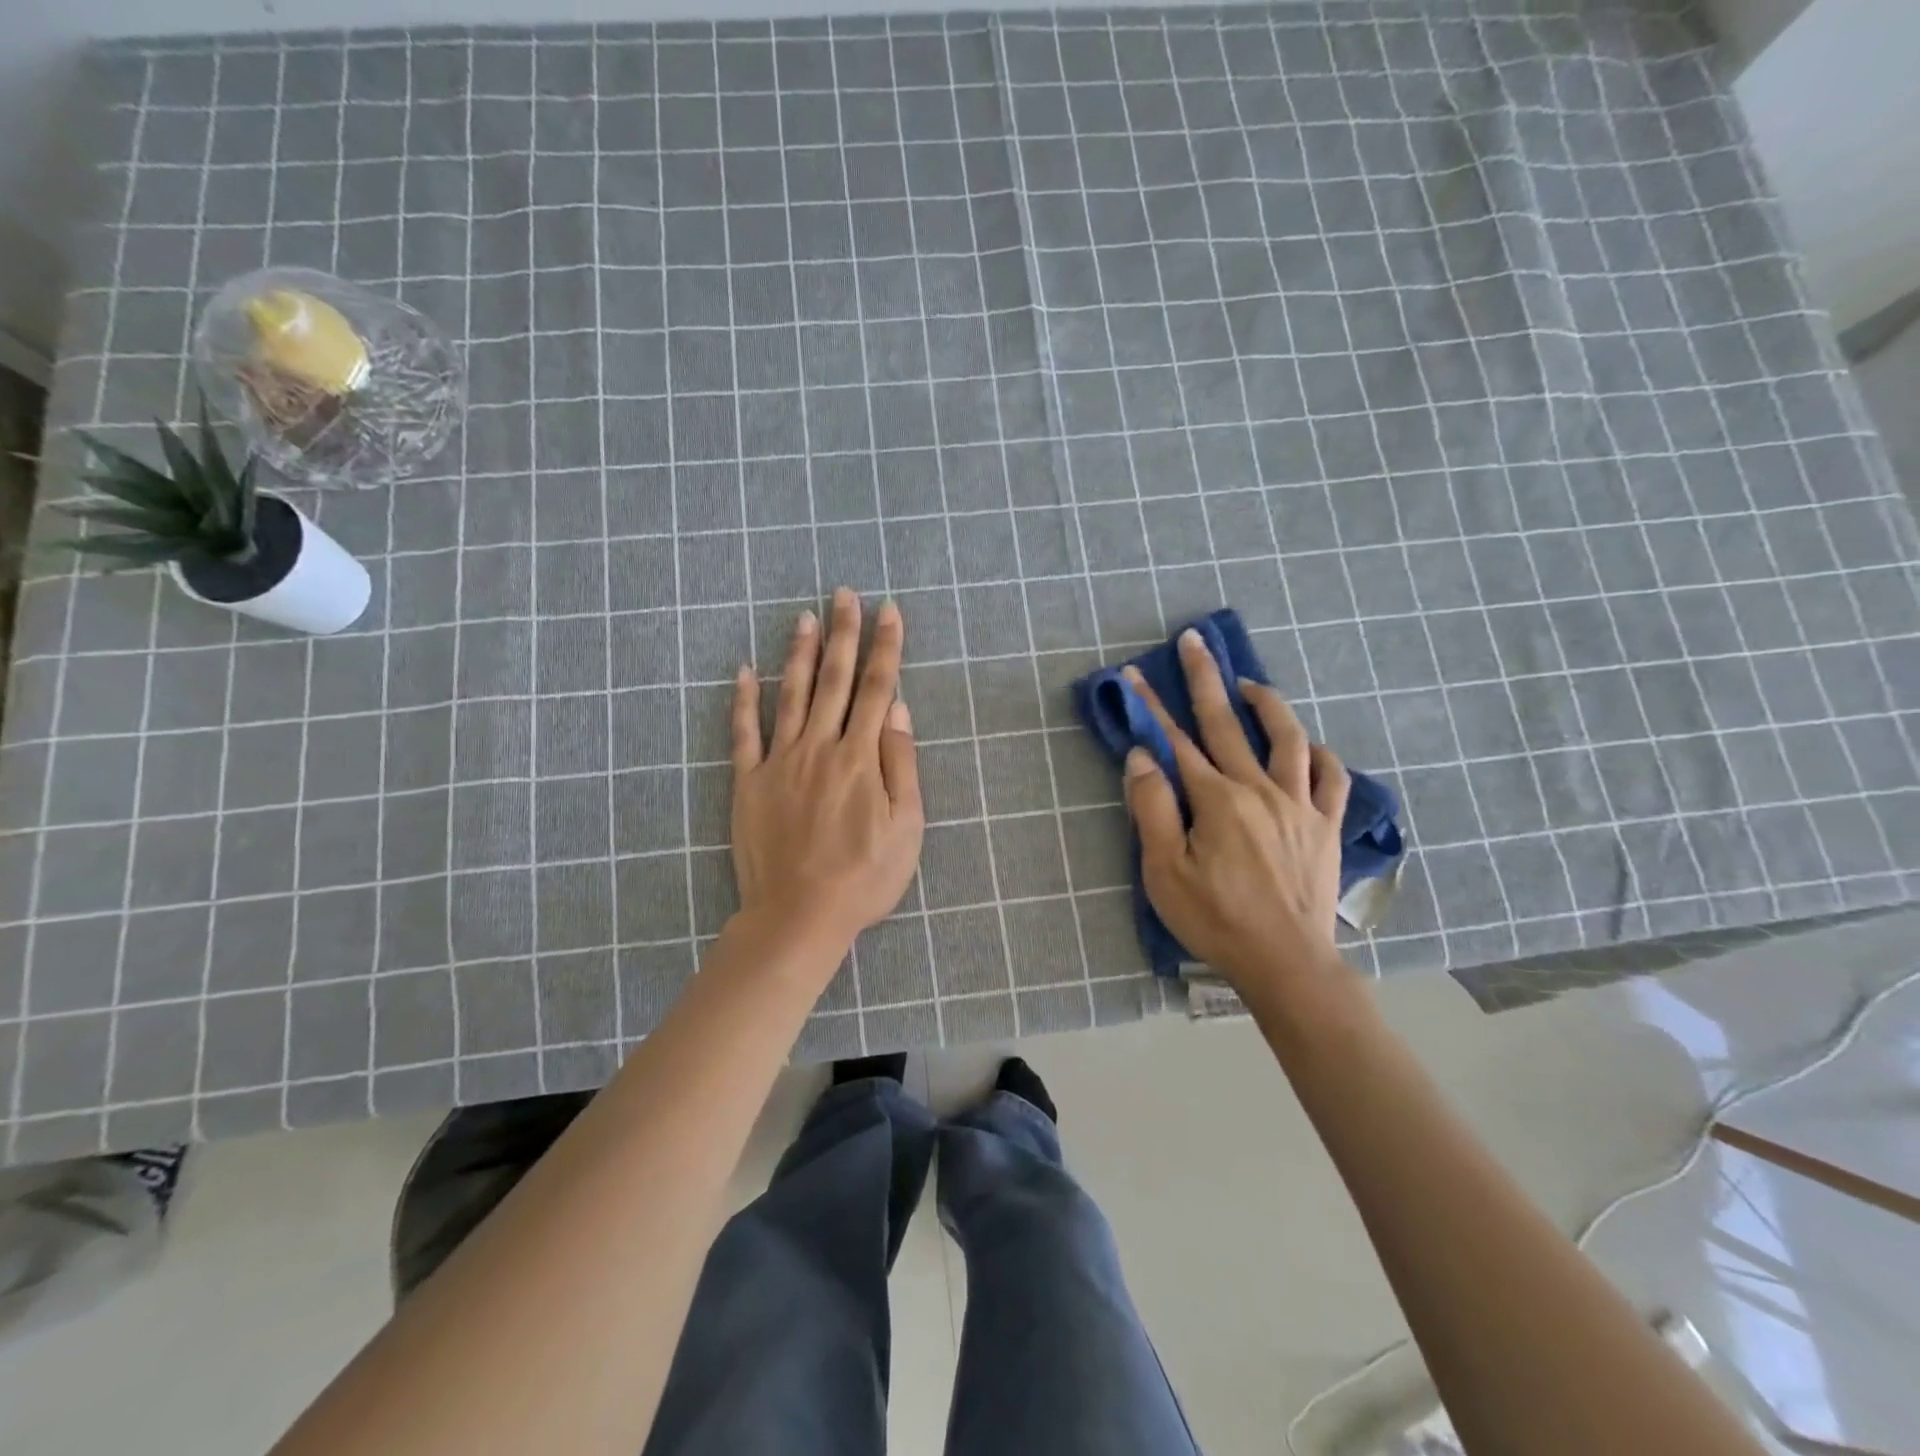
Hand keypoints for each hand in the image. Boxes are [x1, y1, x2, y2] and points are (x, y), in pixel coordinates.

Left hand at [729, 589, 923, 970]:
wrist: (799, 915)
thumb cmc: (864, 876)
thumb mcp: (906, 826)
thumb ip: (901, 763)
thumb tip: (897, 709)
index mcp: (861, 757)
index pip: (877, 688)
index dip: (886, 647)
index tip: (889, 611)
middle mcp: (820, 747)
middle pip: (835, 679)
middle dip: (843, 633)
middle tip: (844, 594)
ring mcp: (780, 762)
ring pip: (793, 695)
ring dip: (800, 653)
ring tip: (805, 617)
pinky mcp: (749, 782)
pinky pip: (744, 733)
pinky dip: (743, 699)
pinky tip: (745, 670)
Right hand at [1122, 630, 1351, 997]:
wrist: (1287, 964)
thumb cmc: (1216, 921)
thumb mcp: (1163, 872)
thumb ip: (1151, 809)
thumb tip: (1142, 756)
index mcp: (1216, 800)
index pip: (1176, 740)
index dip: (1152, 705)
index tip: (1134, 674)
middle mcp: (1259, 789)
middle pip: (1227, 723)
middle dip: (1206, 678)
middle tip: (1194, 642)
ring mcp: (1299, 805)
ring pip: (1289, 739)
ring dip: (1268, 704)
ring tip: (1250, 685)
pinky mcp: (1327, 826)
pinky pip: (1332, 778)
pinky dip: (1320, 755)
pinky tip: (1309, 748)